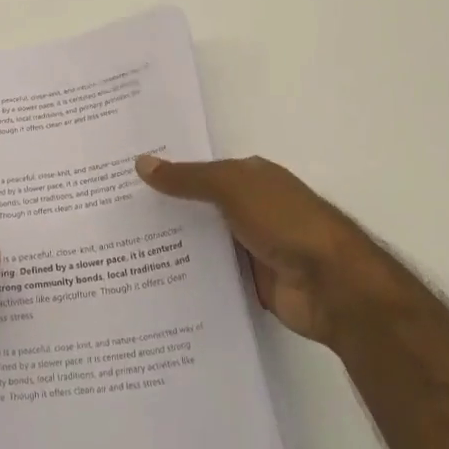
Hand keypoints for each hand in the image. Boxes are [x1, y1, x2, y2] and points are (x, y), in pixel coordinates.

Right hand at [135, 154, 402, 347]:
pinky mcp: (251, 282)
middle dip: (164, 210)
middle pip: (199, 206)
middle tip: (114, 215)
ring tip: (121, 249)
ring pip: (203, 242)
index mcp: (250, 177)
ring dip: (174, 246)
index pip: (200, 170)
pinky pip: (212, 275)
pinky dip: (190, 277)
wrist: (333, 285)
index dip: (167, 171)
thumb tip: (141, 163)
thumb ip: (187, 178)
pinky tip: (153, 280)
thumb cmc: (285, 221)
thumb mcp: (232, 188)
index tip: (126, 177)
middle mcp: (250, 208)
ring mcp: (251, 247)